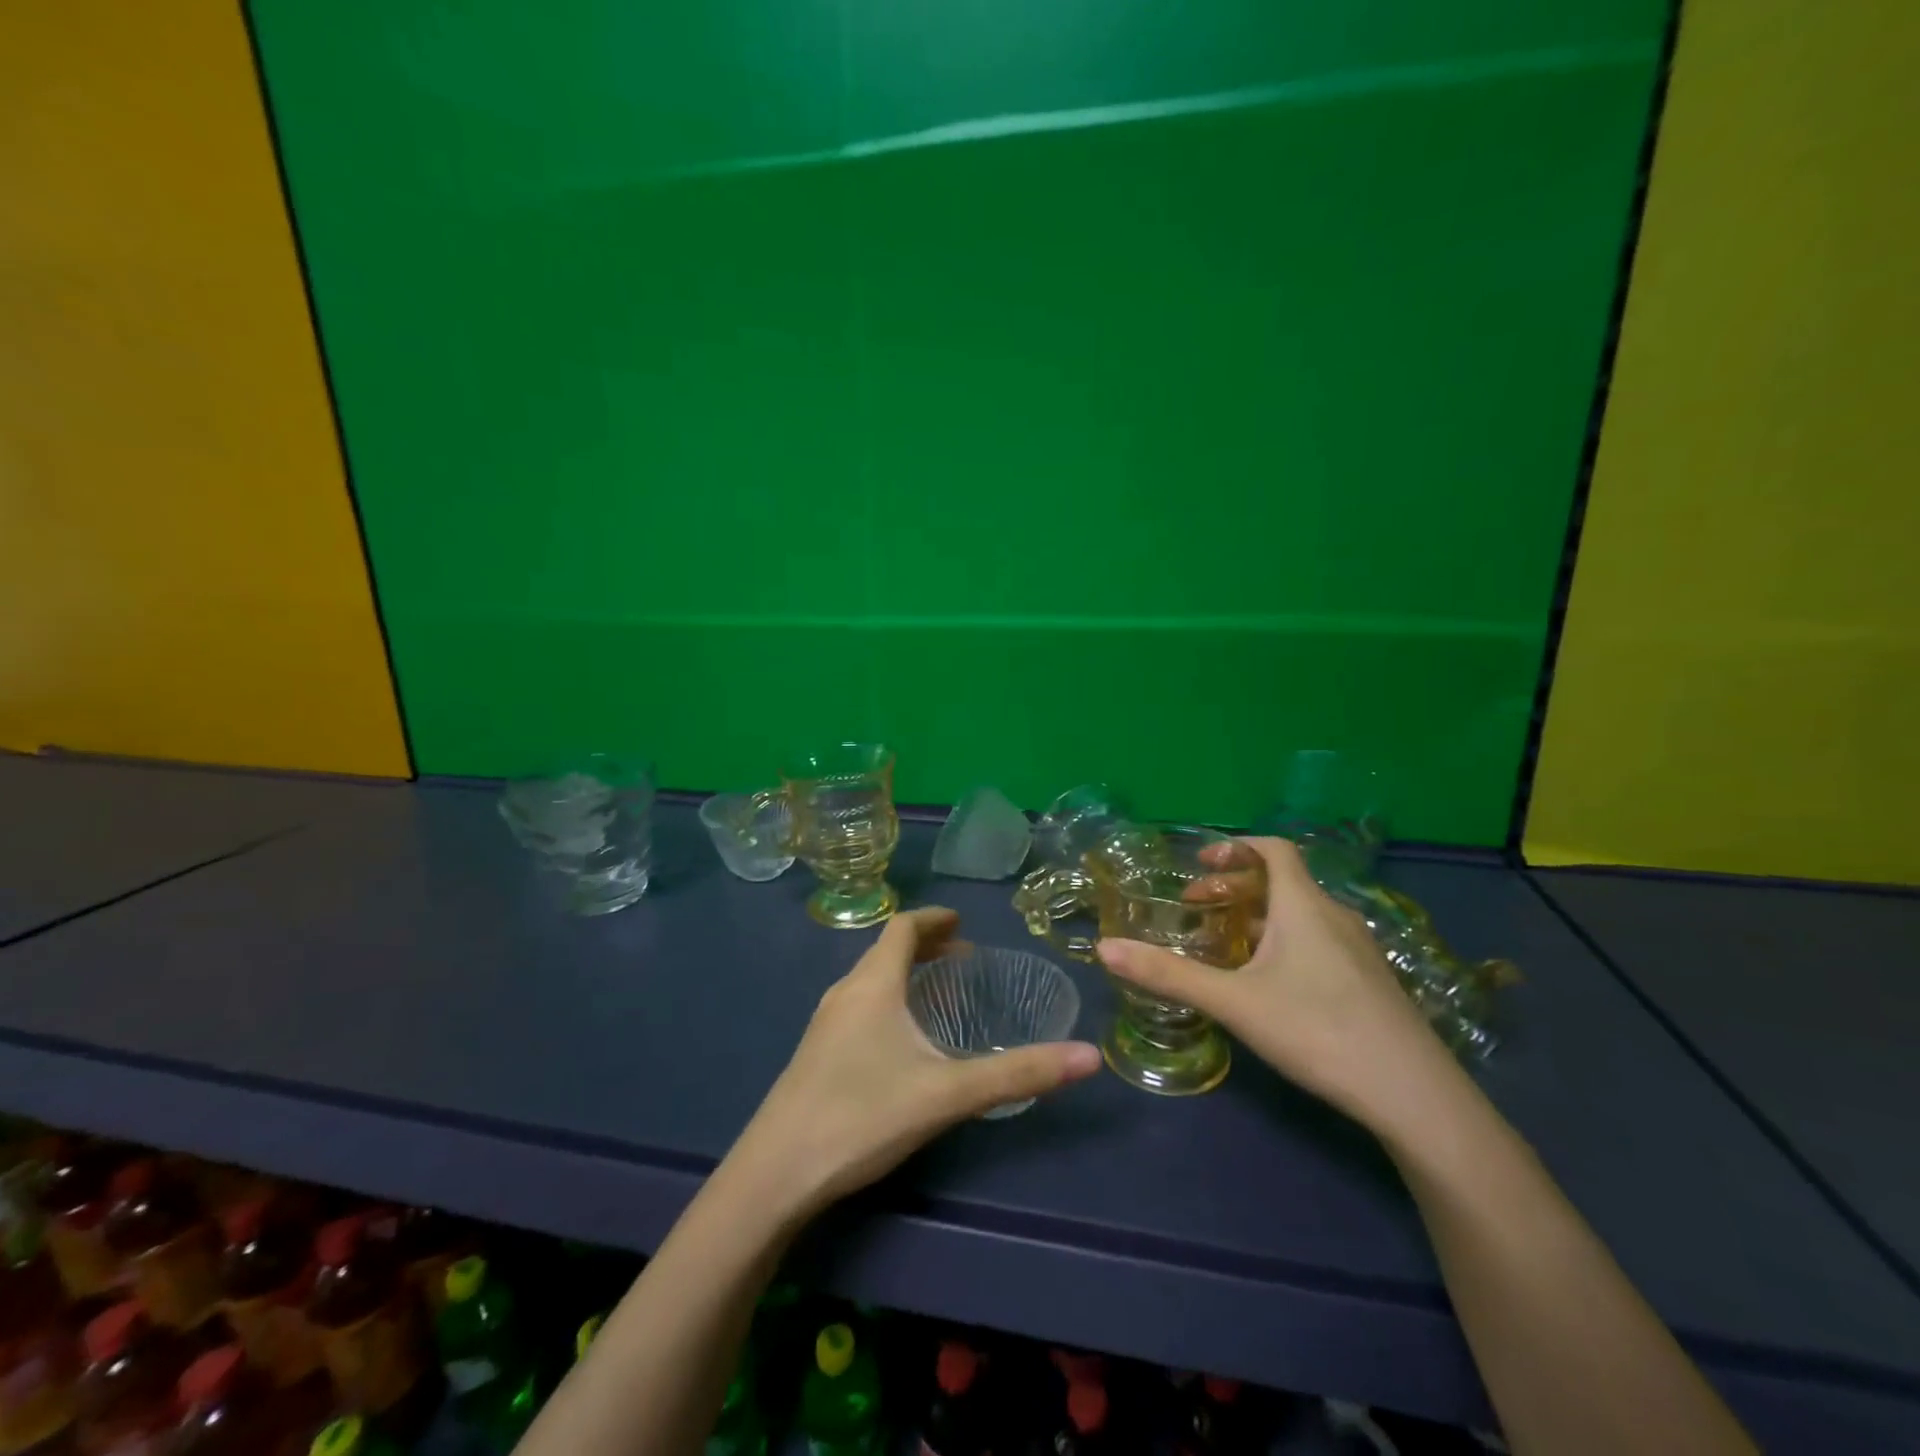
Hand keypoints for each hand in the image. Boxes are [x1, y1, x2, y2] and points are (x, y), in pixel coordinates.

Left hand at [735, 907, 1102, 1216]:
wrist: (775, 1173)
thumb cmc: (862, 1115)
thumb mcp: (948, 1093)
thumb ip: (1018, 1074)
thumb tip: (1089, 1056)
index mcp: (873, 983)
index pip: (903, 927)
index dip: (933, 918)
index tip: (962, 921)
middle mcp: (845, 991)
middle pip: (885, 949)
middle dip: (925, 945)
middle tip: (963, 957)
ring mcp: (824, 1023)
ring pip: (869, 979)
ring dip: (904, 972)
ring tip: (937, 991)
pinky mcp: (815, 1054)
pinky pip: (858, 1004)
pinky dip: (887, 998)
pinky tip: (900, 1038)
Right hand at [1096, 838, 1456, 1130]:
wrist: (1414, 1096)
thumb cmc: (1318, 1031)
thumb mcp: (1234, 1002)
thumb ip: (1169, 975)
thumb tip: (1105, 949)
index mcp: (1304, 906)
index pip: (1274, 849)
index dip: (1236, 848)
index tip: (1200, 863)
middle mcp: (1334, 917)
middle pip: (1281, 883)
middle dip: (1234, 888)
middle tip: (1197, 908)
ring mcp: (1358, 950)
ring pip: (1300, 915)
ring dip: (1258, 917)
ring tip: (1225, 945)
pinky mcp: (1370, 982)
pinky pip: (1317, 941)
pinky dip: (1283, 942)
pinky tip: (1269, 983)